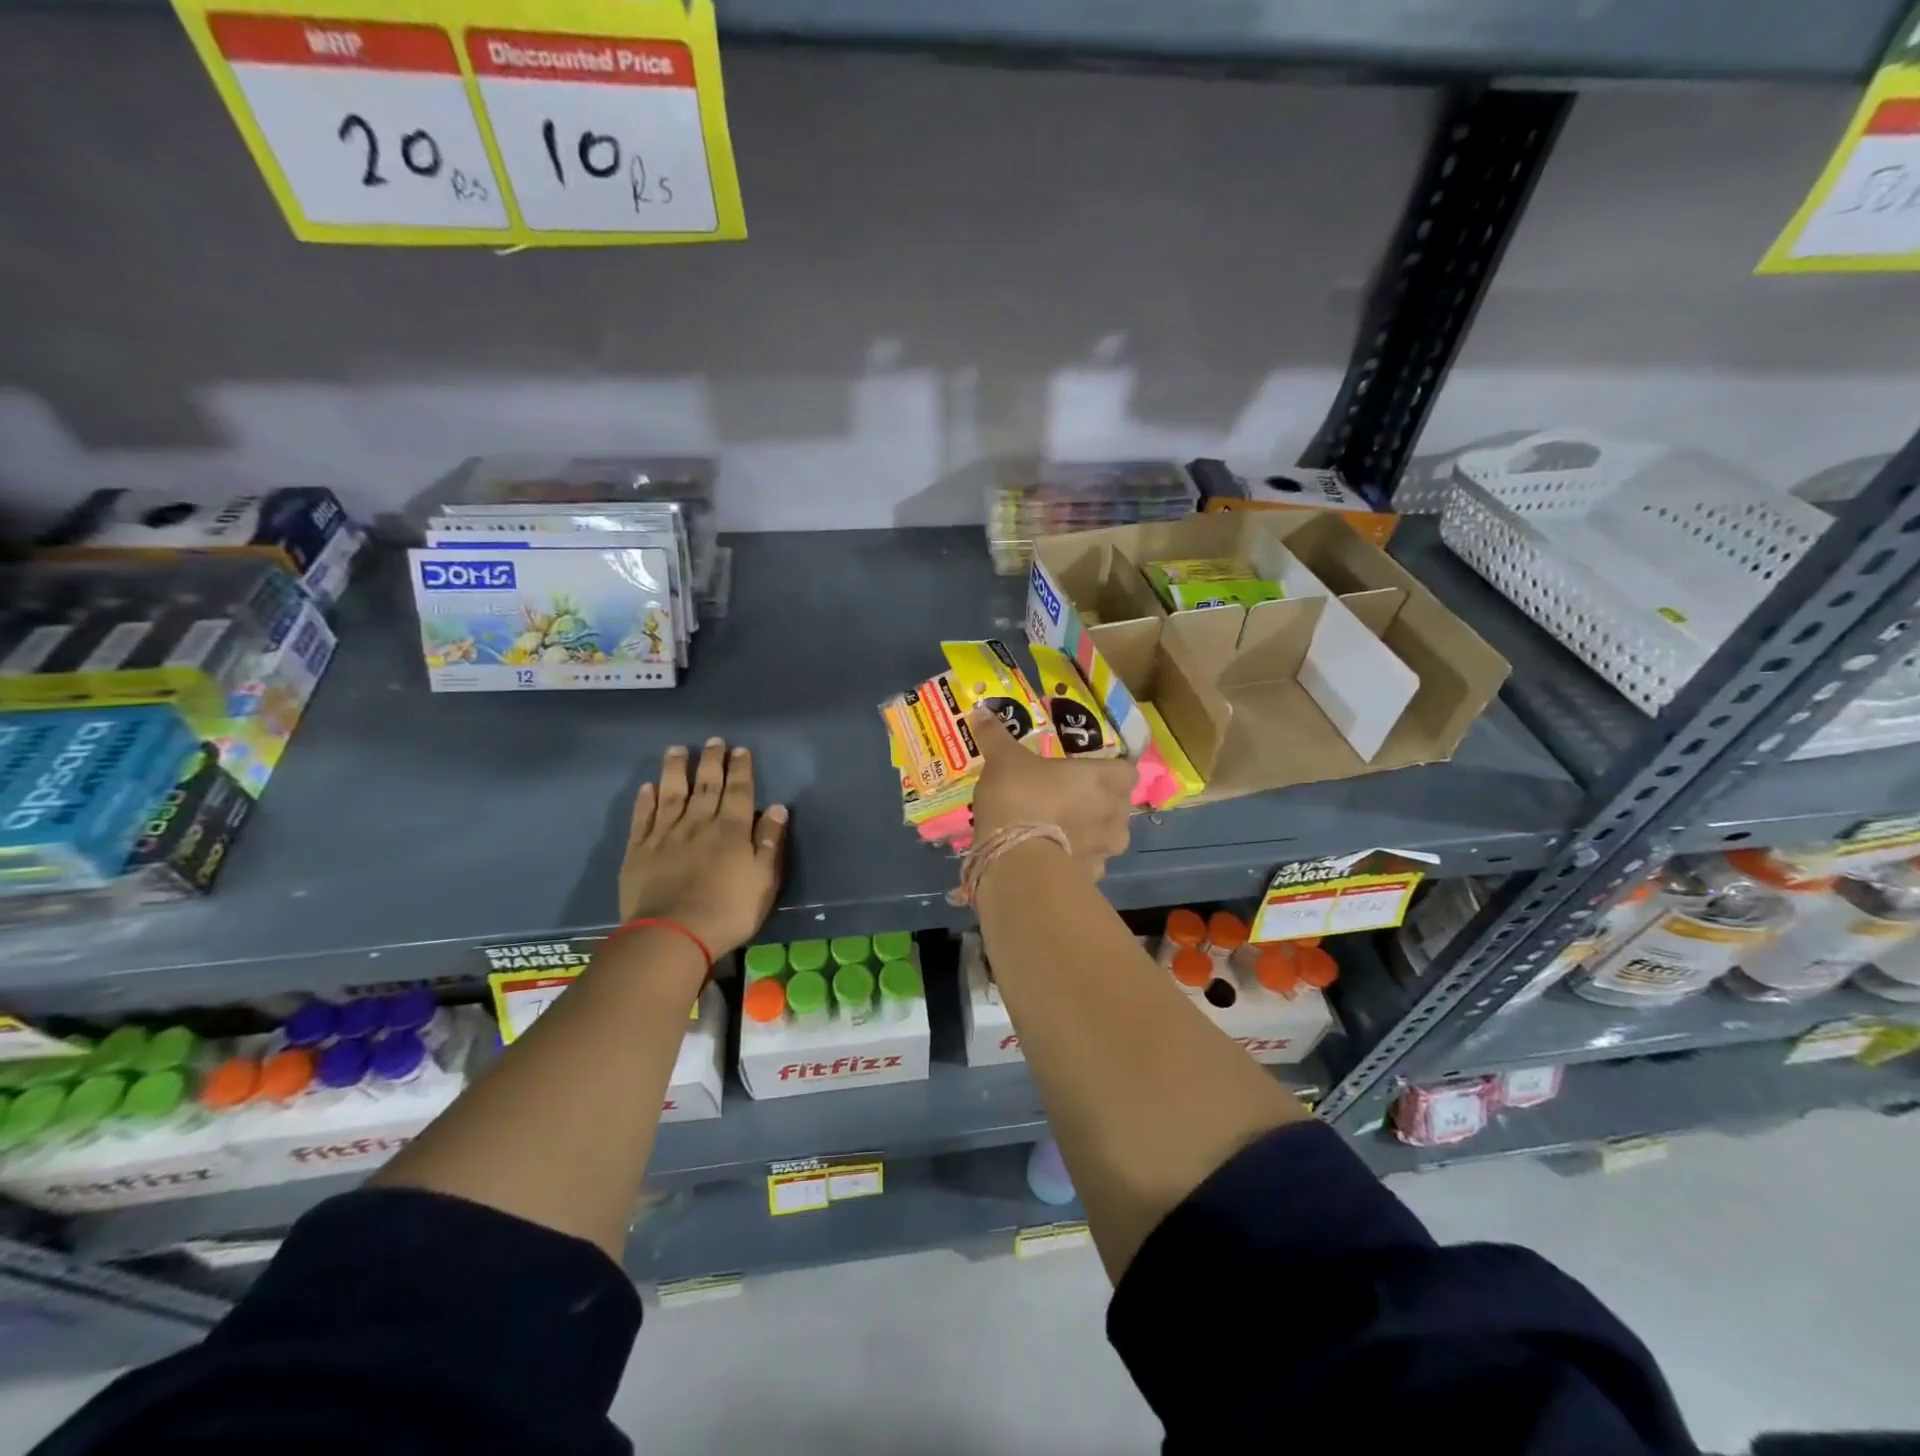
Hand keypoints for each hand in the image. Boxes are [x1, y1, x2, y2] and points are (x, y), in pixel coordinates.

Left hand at [619, 739, 789, 956]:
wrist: (672, 934)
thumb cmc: (728, 911)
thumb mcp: (764, 880)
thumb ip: (770, 842)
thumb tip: (777, 808)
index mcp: (732, 830)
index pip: (739, 791)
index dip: (740, 769)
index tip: (740, 750)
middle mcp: (699, 823)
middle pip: (706, 786)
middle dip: (711, 762)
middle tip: (713, 741)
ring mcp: (666, 835)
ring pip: (671, 794)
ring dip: (675, 770)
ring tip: (676, 750)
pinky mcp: (639, 850)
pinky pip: (643, 818)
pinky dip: (645, 801)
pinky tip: (647, 788)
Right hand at [967, 708, 1132, 878]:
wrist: (1015, 860)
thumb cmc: (1019, 798)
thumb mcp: (1002, 760)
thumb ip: (996, 736)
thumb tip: (980, 711)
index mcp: (1100, 779)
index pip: (1127, 772)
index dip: (1113, 771)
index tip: (1093, 771)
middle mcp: (1111, 813)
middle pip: (1120, 805)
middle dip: (1103, 803)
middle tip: (1074, 799)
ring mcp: (1104, 850)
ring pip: (1109, 838)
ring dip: (1094, 834)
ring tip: (1066, 831)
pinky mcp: (1090, 877)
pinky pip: (1090, 864)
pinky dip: (1077, 860)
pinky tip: (1055, 857)